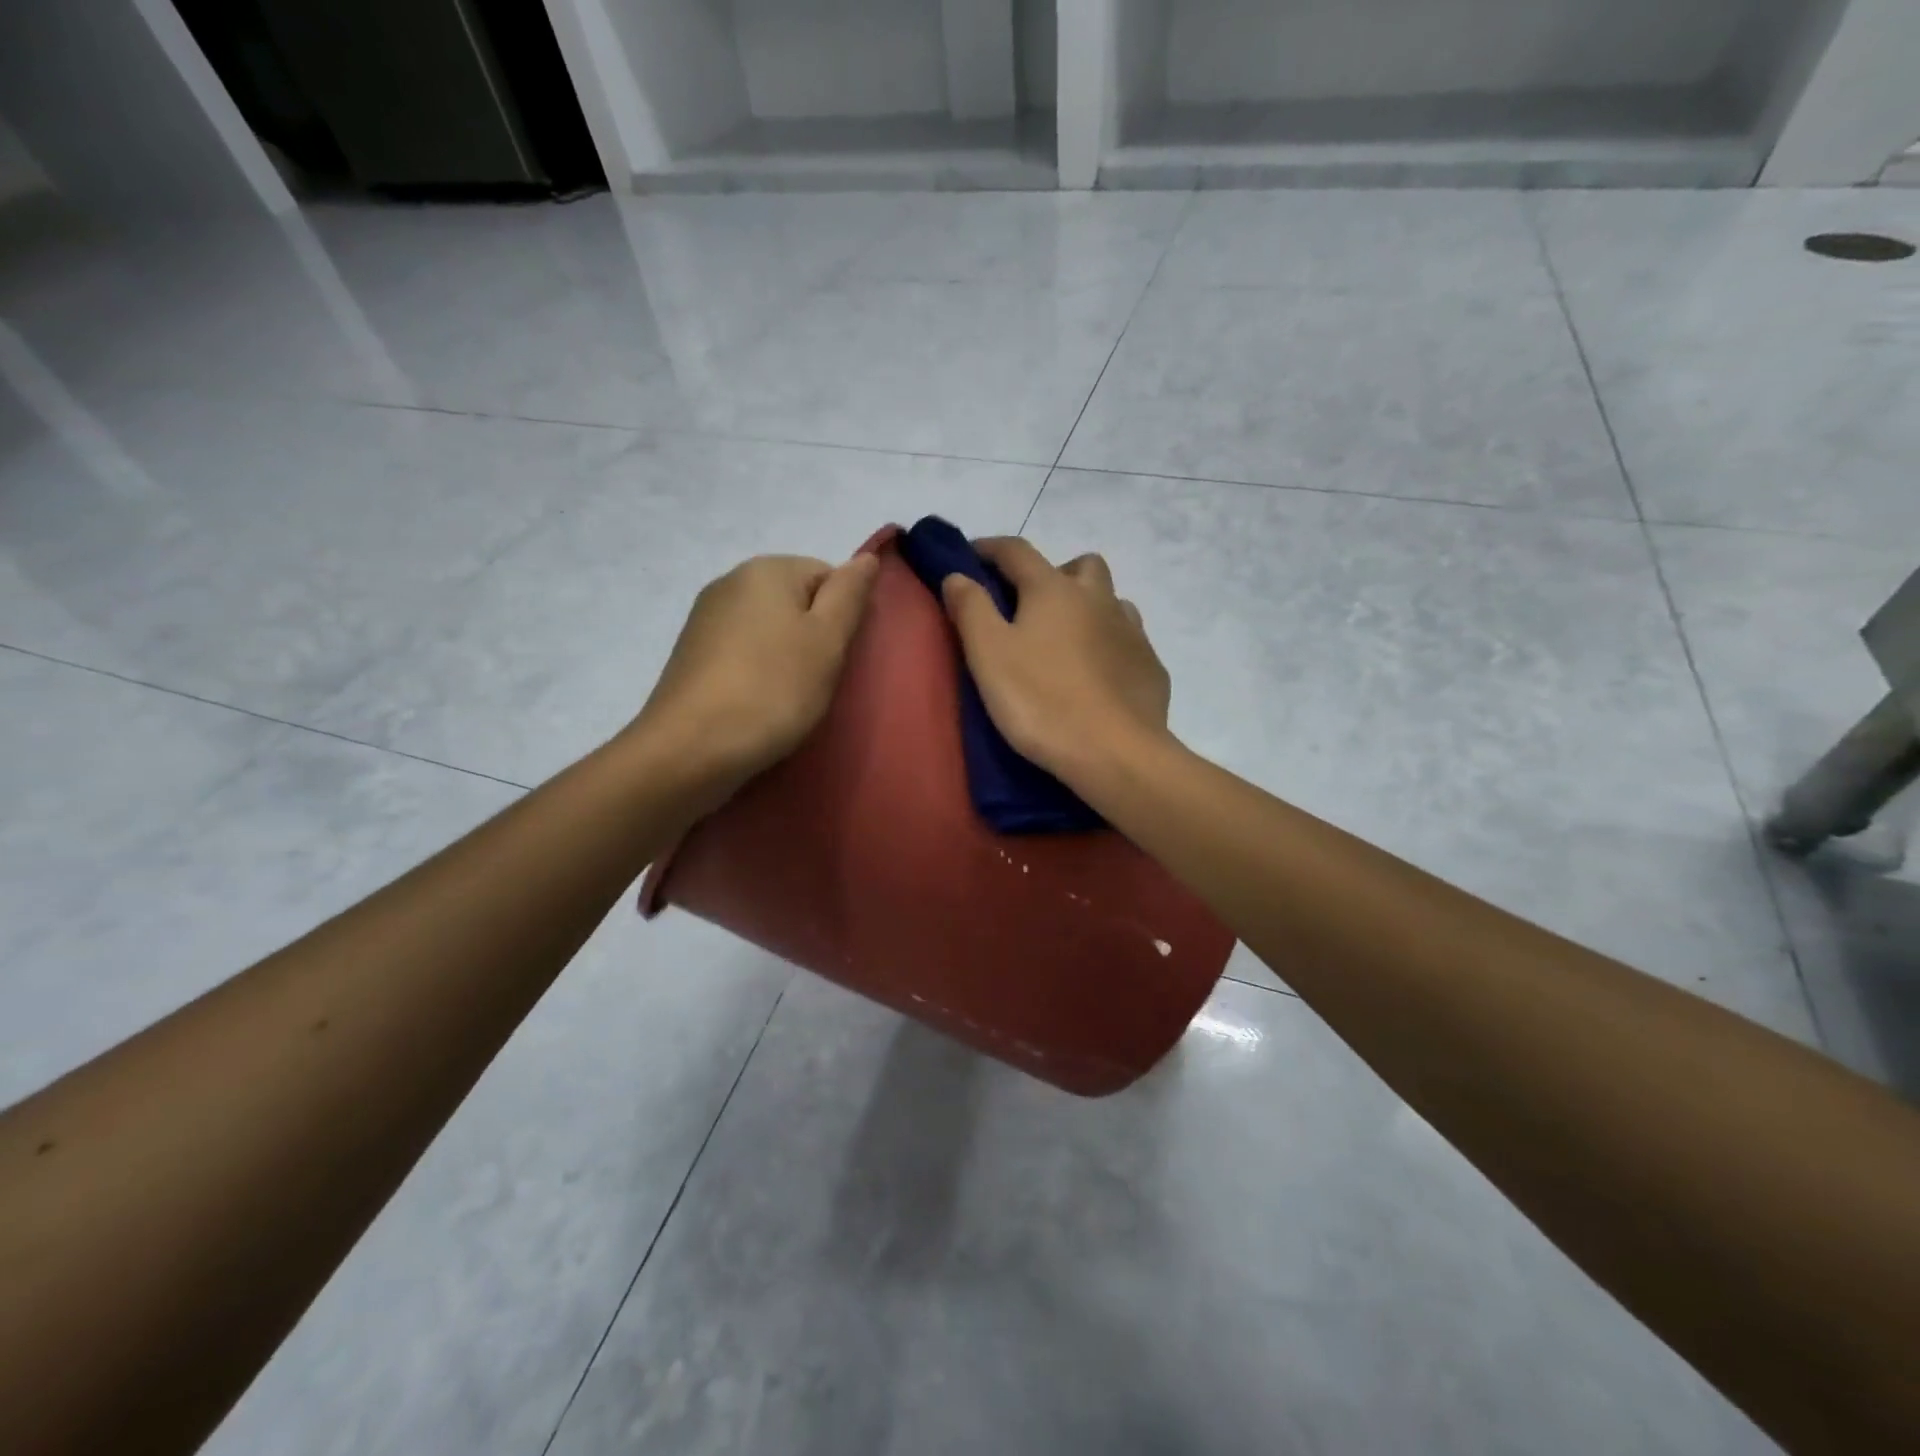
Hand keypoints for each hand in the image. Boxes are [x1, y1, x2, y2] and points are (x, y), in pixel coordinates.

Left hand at [632, 553, 878, 799]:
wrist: (691, 748)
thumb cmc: (773, 689)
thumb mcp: (828, 640)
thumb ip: (850, 594)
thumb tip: (866, 558)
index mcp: (767, 569)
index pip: (828, 574)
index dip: (843, 615)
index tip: (839, 656)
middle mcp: (730, 581)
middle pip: (795, 600)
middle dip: (813, 635)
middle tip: (819, 679)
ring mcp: (705, 618)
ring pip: (768, 628)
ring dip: (786, 656)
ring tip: (789, 696)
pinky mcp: (690, 654)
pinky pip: (741, 651)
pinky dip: (757, 671)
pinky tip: (758, 702)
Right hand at [941, 538, 1172, 791]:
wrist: (1115, 753)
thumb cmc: (1040, 701)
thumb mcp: (988, 654)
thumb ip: (970, 608)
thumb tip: (958, 575)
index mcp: (1054, 590)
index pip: (1017, 551)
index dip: (989, 548)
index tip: (970, 557)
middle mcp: (1099, 598)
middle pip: (1079, 565)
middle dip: (1053, 574)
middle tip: (1030, 608)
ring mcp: (1132, 632)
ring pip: (1110, 601)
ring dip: (1087, 608)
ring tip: (1065, 643)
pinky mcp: (1150, 666)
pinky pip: (1128, 640)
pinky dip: (1109, 644)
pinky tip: (1097, 675)